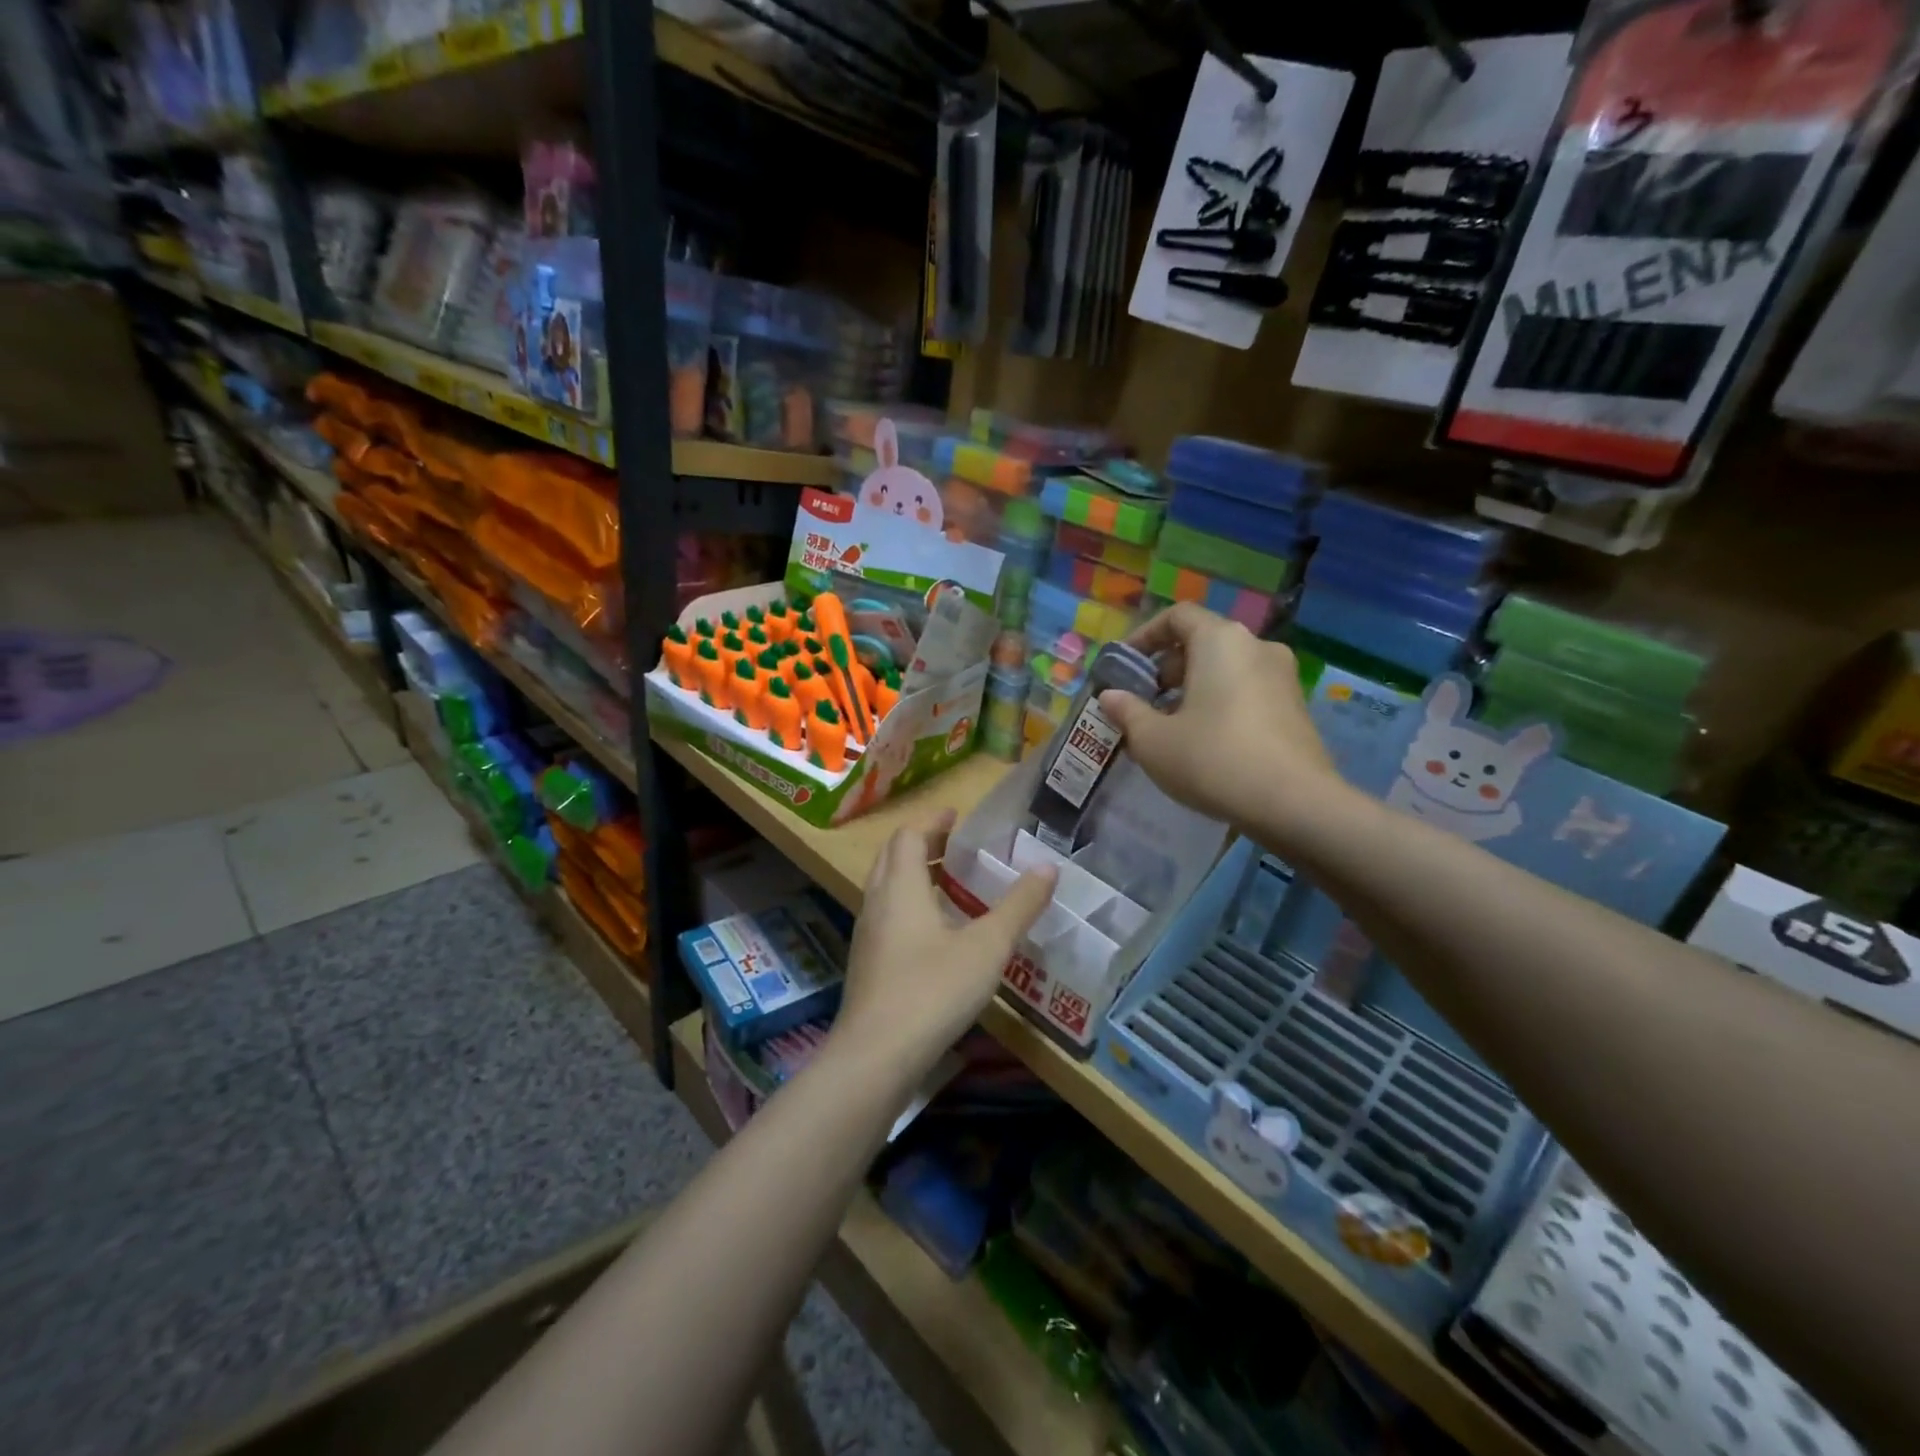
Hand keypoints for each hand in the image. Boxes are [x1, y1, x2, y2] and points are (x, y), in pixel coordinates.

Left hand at [833, 808, 1056, 1074]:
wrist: (876, 1055)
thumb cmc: (933, 989)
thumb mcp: (987, 947)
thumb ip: (1018, 906)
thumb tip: (1048, 868)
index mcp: (901, 886)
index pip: (909, 835)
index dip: (932, 821)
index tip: (956, 815)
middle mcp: (877, 902)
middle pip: (892, 856)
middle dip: (921, 843)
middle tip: (955, 843)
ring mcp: (866, 935)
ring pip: (885, 888)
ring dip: (913, 875)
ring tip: (949, 883)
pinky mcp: (866, 964)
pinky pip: (886, 916)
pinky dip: (908, 905)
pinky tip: (934, 932)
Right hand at [1097, 604, 1346, 838]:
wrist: (1294, 804)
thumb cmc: (1212, 759)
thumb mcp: (1153, 740)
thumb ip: (1127, 712)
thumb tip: (1110, 696)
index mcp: (1220, 641)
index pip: (1177, 616)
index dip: (1145, 636)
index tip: (1125, 666)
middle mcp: (1256, 647)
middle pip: (1202, 643)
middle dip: (1167, 670)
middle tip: (1143, 704)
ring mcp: (1283, 677)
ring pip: (1226, 670)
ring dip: (1193, 690)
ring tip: (1170, 729)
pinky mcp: (1296, 708)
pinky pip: (1247, 692)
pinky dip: (1220, 705)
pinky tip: (1206, 745)